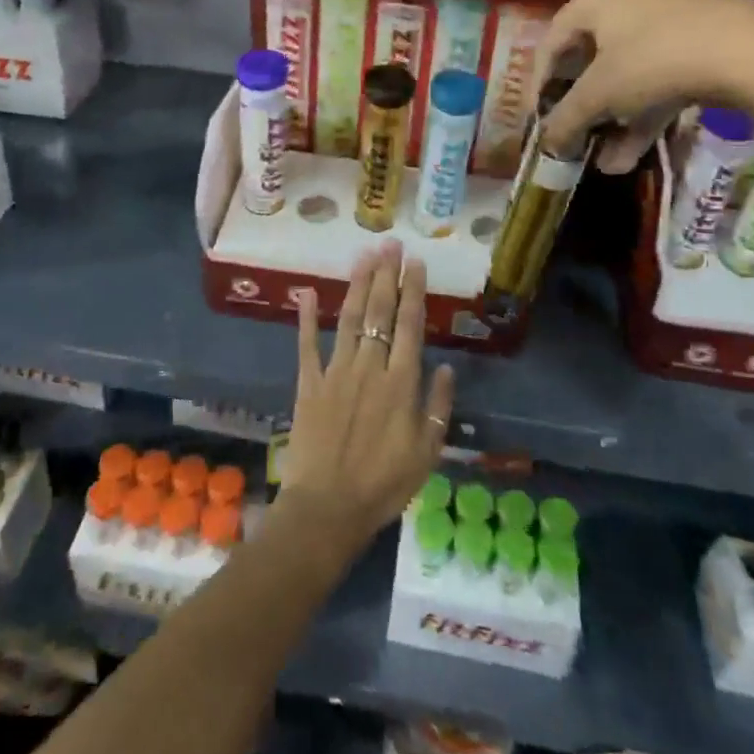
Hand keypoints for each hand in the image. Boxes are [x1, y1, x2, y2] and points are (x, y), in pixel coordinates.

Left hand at [282, 243, 455, 559]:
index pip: (410, 326)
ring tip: (364, 256)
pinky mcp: (308, 383)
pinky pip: (307, 345)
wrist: (328, 509)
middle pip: (380, 313)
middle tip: (390, 244)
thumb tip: (448, 368)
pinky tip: (308, 292)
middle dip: (387, 276)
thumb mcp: (426, 453)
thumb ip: (437, 407)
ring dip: (358, 285)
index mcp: (400, 383)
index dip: (414, 291)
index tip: (416, 262)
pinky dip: (306, 318)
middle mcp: (369, 367)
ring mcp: (335, 372)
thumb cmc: (383, 485)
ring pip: (350, 319)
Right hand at [534, 0, 753, 173]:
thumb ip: (566, 119)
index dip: (538, 89)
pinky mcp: (702, 35)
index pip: (551, 45)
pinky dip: (645, 110)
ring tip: (607, 162)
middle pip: (591, 60)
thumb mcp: (600, 95)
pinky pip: (659, 74)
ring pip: (628, 72)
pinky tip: (635, 153)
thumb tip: (547, 144)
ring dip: (614, 120)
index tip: (538, 124)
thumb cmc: (654, 62)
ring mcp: (670, 13)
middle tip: (575, 139)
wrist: (751, 52)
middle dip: (583, 111)